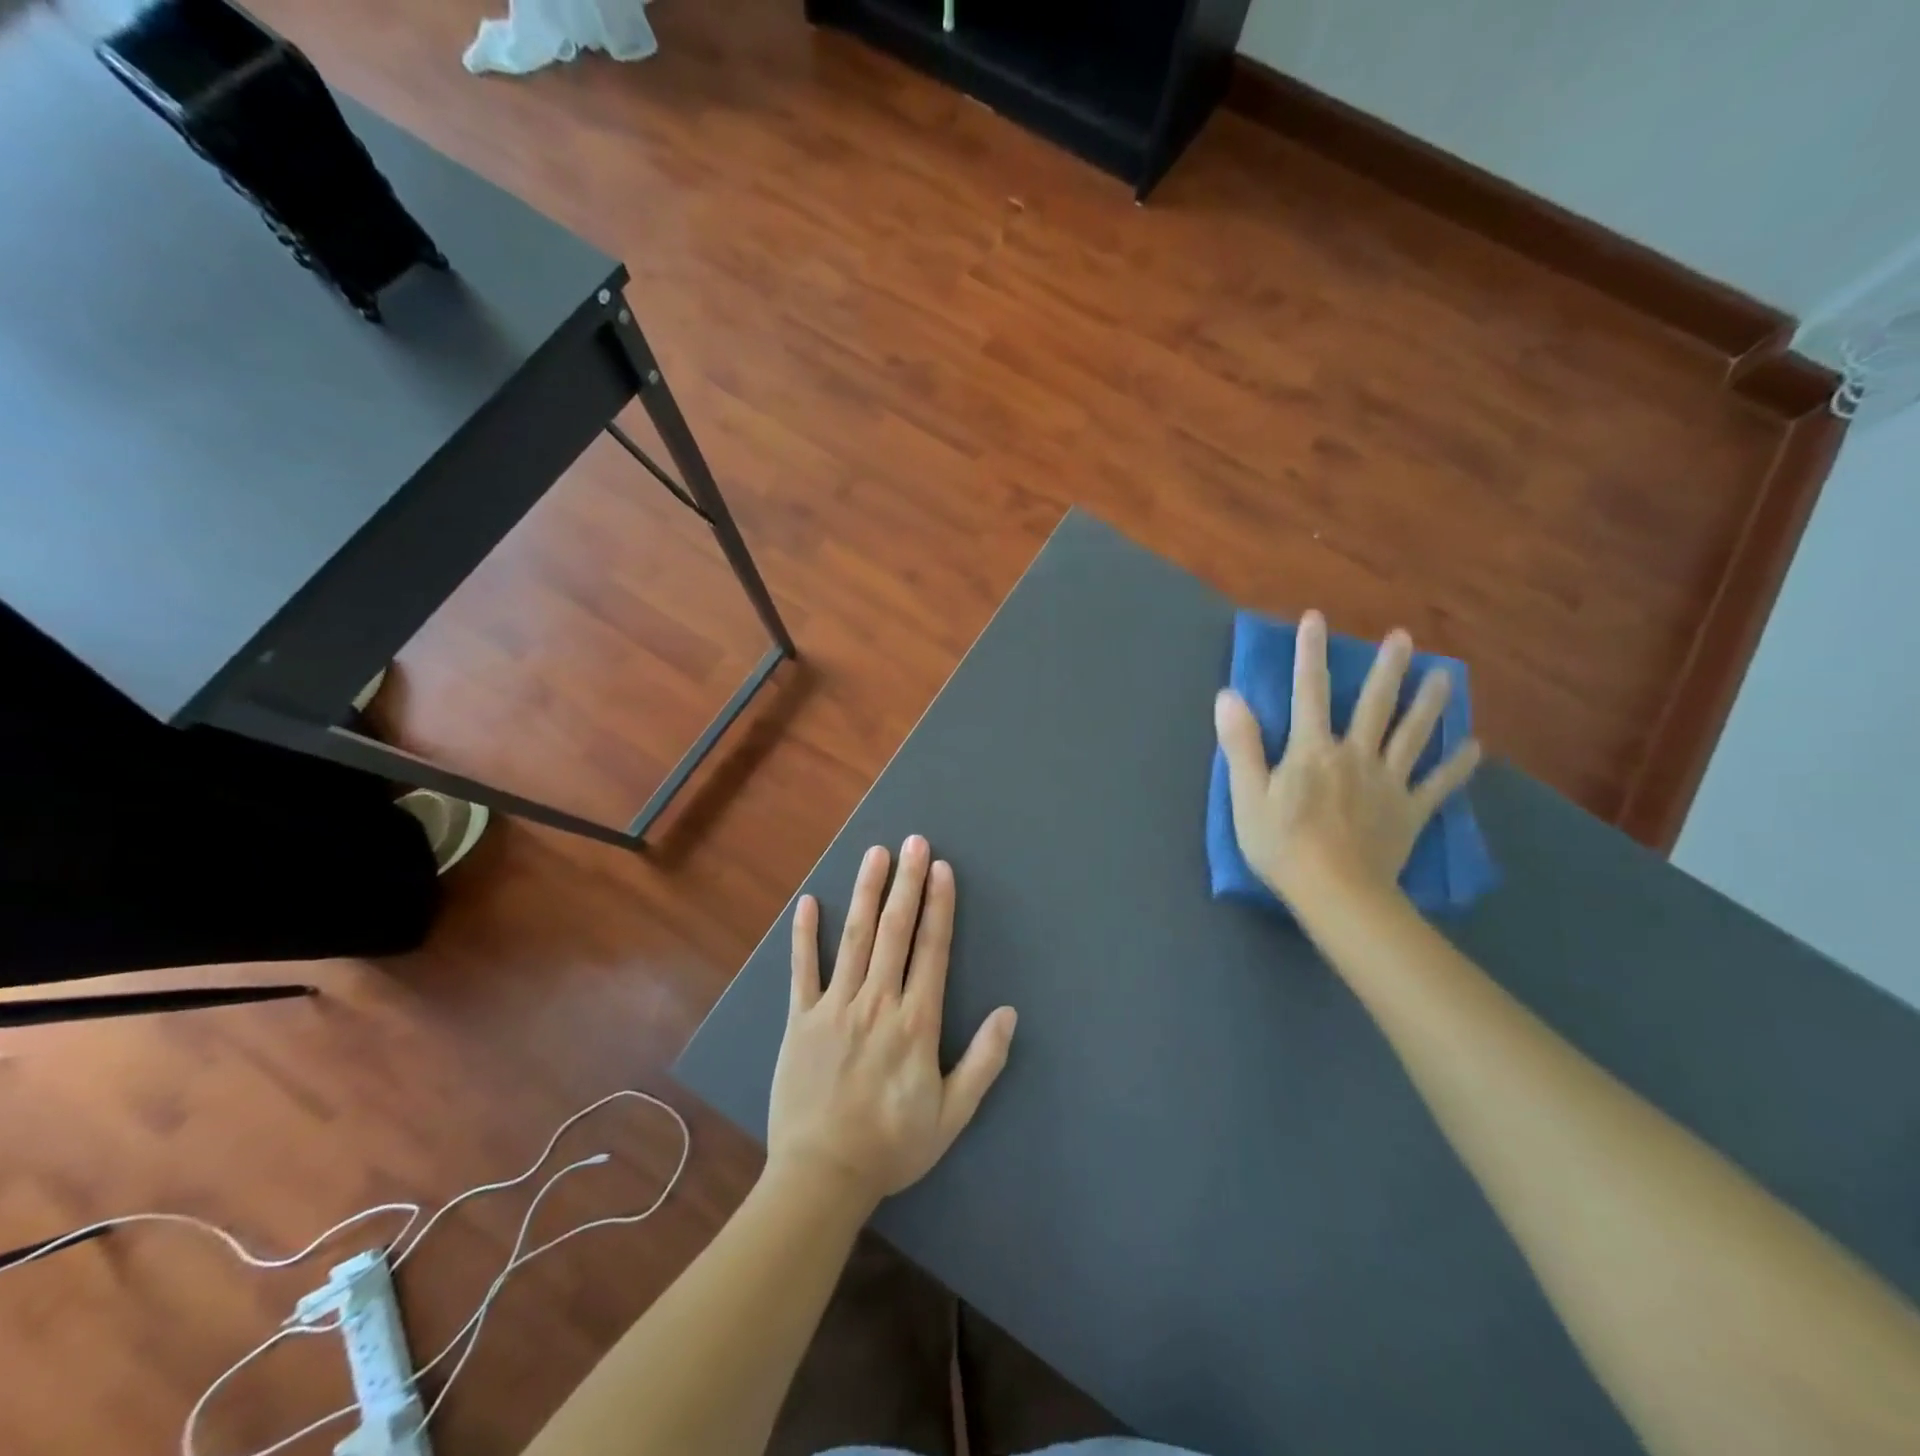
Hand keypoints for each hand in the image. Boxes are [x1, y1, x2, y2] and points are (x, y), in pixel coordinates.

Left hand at [767, 836, 1017, 1208]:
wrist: (821, 1177)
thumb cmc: (892, 1145)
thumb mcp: (952, 1114)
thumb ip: (983, 1062)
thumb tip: (1009, 1013)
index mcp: (916, 1022)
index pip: (931, 949)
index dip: (938, 905)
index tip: (941, 868)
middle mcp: (877, 1002)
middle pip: (894, 931)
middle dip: (906, 883)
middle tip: (913, 842)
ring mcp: (834, 1007)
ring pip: (853, 937)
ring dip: (865, 892)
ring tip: (874, 854)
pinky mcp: (800, 1020)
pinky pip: (802, 969)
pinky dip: (804, 935)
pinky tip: (808, 901)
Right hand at [1214, 611, 1481, 908]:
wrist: (1335, 892)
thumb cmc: (1281, 844)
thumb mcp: (1247, 794)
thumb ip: (1241, 743)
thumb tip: (1229, 695)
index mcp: (1313, 750)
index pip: (1309, 692)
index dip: (1310, 654)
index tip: (1315, 618)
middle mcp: (1355, 755)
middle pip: (1374, 705)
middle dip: (1387, 669)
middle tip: (1404, 638)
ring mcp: (1388, 782)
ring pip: (1413, 735)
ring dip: (1430, 703)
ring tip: (1446, 675)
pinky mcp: (1410, 811)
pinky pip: (1438, 784)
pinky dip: (1458, 766)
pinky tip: (1475, 747)